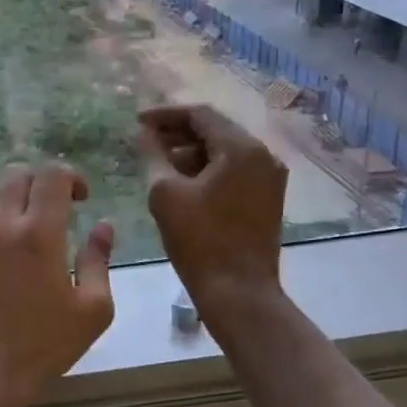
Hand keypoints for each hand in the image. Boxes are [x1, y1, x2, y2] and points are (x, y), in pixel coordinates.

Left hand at [0, 162, 115, 406]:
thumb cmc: (45, 345)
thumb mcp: (92, 309)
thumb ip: (99, 260)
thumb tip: (103, 226)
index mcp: (38, 233)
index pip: (51, 174)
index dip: (71, 176)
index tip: (82, 199)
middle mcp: (1, 226)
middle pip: (16, 173)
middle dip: (41, 181)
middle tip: (58, 208)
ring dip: (18, 204)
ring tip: (33, 237)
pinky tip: (9, 260)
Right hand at [137, 104, 288, 332]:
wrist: (238, 291)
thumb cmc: (199, 239)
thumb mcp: (165, 193)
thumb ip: (154, 155)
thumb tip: (145, 133)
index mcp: (241, 148)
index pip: (200, 114)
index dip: (165, 115)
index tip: (137, 122)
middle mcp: (263, 155)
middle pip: (216, 129)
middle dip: (178, 132)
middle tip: (146, 141)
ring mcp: (270, 177)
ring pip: (225, 150)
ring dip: (192, 151)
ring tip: (160, 163)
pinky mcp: (268, 197)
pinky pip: (235, 169)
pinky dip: (209, 168)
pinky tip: (184, 182)